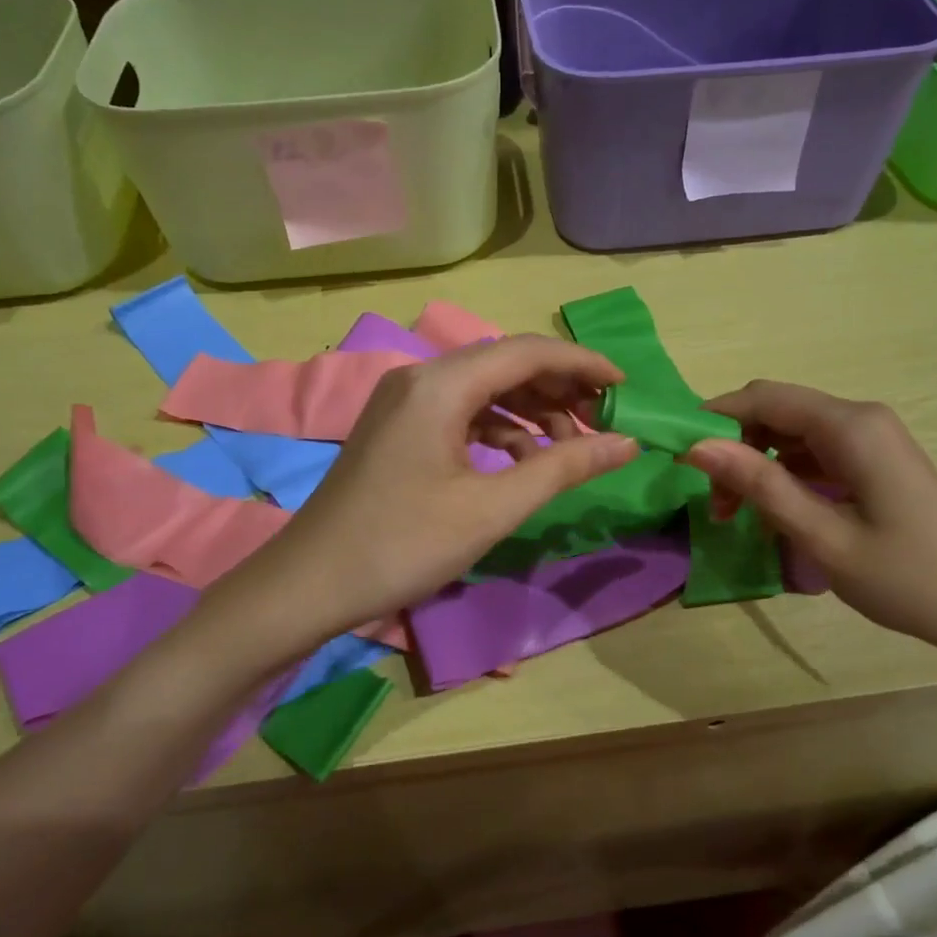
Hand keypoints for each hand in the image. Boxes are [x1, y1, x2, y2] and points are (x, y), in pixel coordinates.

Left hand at [257, 336, 638, 629]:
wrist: (310, 583)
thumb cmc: (404, 544)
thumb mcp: (492, 508)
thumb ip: (563, 467)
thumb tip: (626, 443)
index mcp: (441, 384)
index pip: (528, 352)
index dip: (582, 364)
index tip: (625, 386)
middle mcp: (420, 378)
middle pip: (505, 364)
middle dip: (559, 388)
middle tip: (603, 419)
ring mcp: (404, 402)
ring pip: (484, 390)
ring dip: (531, 411)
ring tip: (569, 447)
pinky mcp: (397, 428)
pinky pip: (461, 413)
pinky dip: (498, 430)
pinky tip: (521, 462)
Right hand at [683, 381, 936, 675]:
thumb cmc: (908, 578)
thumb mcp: (822, 536)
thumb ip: (760, 485)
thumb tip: (697, 447)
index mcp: (851, 427)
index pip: (764, 398)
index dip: (715, 418)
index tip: (678, 456)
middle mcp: (861, 419)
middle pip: (776, 411)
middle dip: (734, 447)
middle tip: (713, 502)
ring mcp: (871, 440)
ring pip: (791, 434)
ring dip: (755, 465)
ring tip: (736, 516)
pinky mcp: (875, 462)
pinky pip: (814, 453)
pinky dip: (783, 475)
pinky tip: (773, 513)